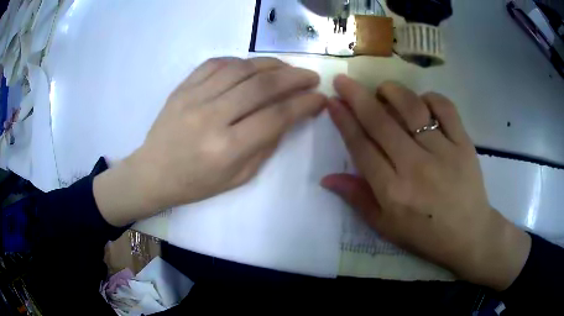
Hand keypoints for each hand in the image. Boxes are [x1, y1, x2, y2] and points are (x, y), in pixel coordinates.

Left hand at [94, 57, 325, 225]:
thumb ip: (266, 146)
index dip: (304, 104)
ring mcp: (193, 98)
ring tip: (286, 69)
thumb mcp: (238, 178)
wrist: (153, 173)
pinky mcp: (182, 87)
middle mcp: (211, 118)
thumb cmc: (196, 183)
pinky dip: (240, 61)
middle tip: (310, 76)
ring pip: (241, 68)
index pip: (276, 116)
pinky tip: (251, 67)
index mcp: (227, 148)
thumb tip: (288, 116)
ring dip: (271, 64)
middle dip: (294, 77)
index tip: (319, 98)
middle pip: (262, 86)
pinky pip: (216, 63)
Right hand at [321, 75, 530, 290]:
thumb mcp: (386, 226)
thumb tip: (327, 178)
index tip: (332, 101)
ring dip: (392, 92)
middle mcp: (415, 167)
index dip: (343, 121)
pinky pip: (445, 108)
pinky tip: (422, 101)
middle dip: (356, 96)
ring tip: (383, 89)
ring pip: (412, 108)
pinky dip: (430, 98)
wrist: (468, 233)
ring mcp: (443, 152)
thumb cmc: (425, 233)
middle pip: (380, 122)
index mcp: (393, 191)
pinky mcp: (463, 144)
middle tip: (344, 80)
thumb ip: (357, 199)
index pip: (361, 147)